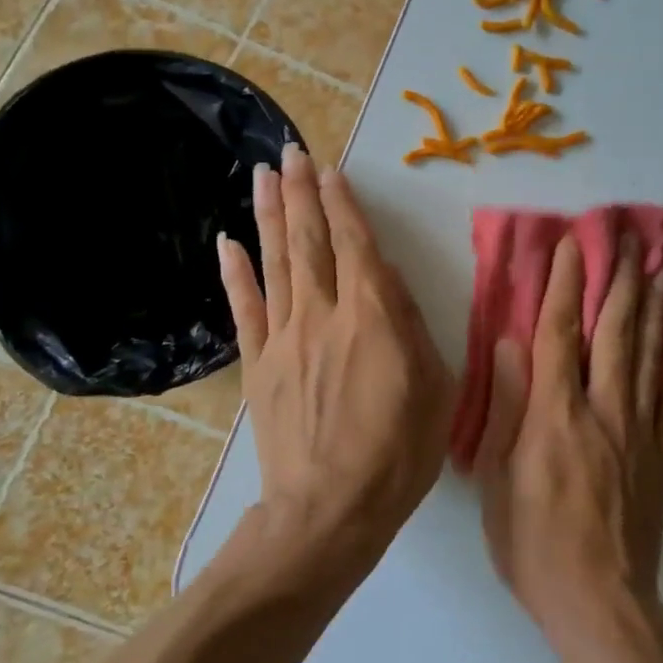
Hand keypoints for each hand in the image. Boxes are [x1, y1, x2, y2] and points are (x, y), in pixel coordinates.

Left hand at [218, 146, 453, 574]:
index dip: (343, 204)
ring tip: (263, 175)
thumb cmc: (398, 453)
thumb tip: (391, 284)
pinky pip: (245, 309)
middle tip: (290, 151)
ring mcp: (284, 338)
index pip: (355, 245)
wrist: (329, 511)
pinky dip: (236, 273)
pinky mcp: (258, 366)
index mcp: (373, 318)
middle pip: (309, 242)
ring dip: (270, 215)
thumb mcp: (435, 389)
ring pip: (276, 263)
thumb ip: (412, 329)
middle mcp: (324, 315)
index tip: (331, 169)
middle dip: (302, 193)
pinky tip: (227, 241)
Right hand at [471, 233, 662, 639]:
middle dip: (621, 280)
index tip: (572, 245)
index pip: (558, 333)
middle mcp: (604, 409)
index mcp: (556, 414)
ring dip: (656, 306)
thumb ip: (509, 406)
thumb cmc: (534, 542)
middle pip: (615, 332)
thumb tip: (509, 343)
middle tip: (631, 239)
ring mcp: (640, 430)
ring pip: (651, 354)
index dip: (564, 284)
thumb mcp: (500, 478)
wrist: (601, 602)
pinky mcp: (662, 454)